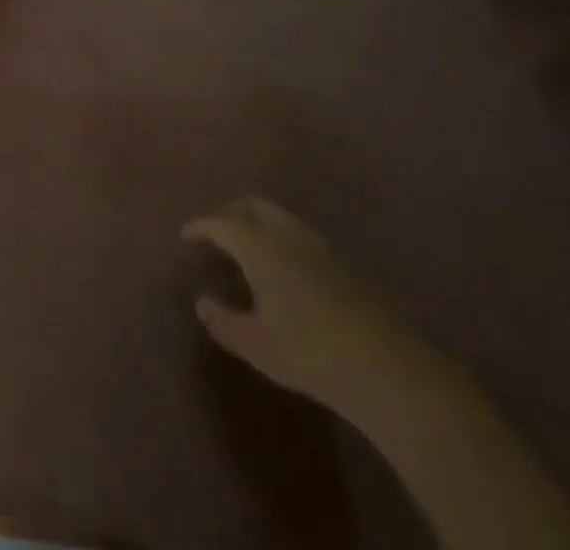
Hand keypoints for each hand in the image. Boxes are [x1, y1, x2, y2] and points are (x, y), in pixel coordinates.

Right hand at [184, 197, 417, 408]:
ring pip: (278, 216)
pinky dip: (278, 237)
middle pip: (252, 205)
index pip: (220, 223)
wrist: (384, 365)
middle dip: (230, 213)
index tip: (185, 235)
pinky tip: (280, 267)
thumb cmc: (308, 351)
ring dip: (257, 223)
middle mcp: (285, 232)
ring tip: (246, 249)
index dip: (200, 226)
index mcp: (258, 244)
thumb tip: (201, 302)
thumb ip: (223, 320)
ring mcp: (316, 244)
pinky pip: (297, 233)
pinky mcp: (340, 261)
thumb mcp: (255, 343)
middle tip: (215, 234)